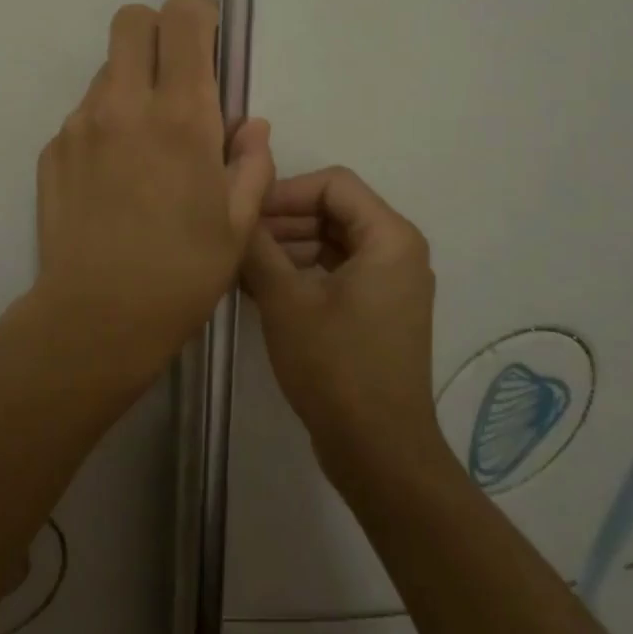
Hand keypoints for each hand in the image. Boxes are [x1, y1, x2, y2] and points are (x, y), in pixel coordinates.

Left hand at [33, 0, 274, 378]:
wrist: (98, 315)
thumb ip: (251, 163)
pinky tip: (113, 176)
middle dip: (157, 32)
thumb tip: (250, 126)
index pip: (182, 19)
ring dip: (130, 83)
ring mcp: (80, 124)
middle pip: (131, 21)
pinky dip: (104, 124)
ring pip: (105, 68)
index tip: (209, 44)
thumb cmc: (182, 272)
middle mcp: (123, 104)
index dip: (199, 17)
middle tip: (174, 76)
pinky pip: (83, 113)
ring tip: (144, 143)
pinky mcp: (52, 148)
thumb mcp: (238, 223)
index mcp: (181, 115)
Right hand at [242, 167, 439, 472]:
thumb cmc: (335, 366)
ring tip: (241, 265)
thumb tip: (235, 210)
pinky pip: (336, 271)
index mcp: (389, 238)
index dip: (285, 191)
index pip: (333, 184)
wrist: (377, 449)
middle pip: (333, 210)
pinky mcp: (377, 310)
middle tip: (237, 239)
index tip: (245, 212)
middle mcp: (398, 251)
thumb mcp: (285, 300)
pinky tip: (259, 287)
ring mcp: (390, 283)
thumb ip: (257, 246)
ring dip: (286, 247)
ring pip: (331, 241)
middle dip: (282, 220)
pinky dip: (301, 271)